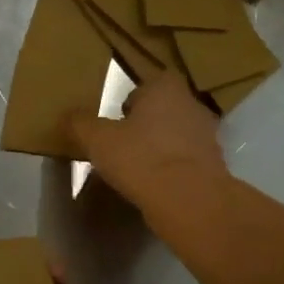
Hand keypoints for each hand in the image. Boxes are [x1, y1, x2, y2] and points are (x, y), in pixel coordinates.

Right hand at [66, 67, 228, 217]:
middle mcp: (192, 104)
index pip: (147, 83)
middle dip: (146, 124)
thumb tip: (68, 116)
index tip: (115, 122)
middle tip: (123, 145)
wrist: (188, 199)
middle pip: (163, 109)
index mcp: (165, 87)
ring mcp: (208, 135)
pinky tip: (158, 185)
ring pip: (177, 135)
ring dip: (161, 147)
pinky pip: (187, 161)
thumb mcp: (98, 139)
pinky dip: (174, 169)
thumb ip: (81, 123)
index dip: (130, 102)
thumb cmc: (141, 158)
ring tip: (139, 169)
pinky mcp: (214, 165)